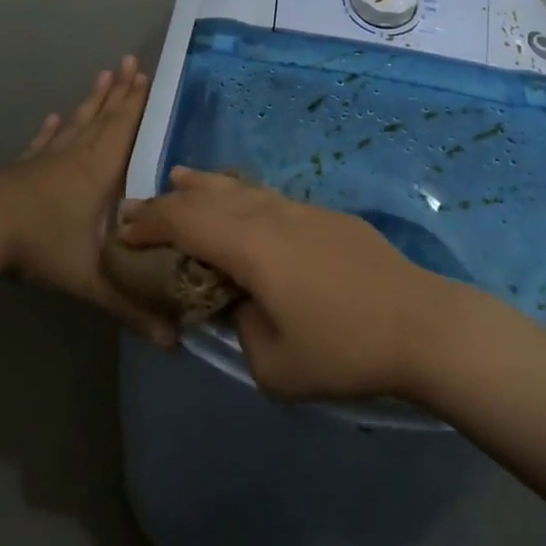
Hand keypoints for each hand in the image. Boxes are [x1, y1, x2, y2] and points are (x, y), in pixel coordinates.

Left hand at [0, 57, 177, 345]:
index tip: (149, 76)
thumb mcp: (91, 280)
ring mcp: (47, 158)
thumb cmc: (42, 246)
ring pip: (77, 121)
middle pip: (104, 117)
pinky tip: (56, 115)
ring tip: (105, 75)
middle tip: (133, 62)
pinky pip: (45, 140)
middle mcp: (77, 155)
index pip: (125, 129)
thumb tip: (173, 342)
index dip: (139, 104)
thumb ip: (130, 307)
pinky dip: (54, 127)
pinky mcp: (24, 166)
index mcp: (99, 172)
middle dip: (122, 91)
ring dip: (93, 100)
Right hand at [117, 168, 461, 398]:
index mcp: (251, 246)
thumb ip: (241, 329)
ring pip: (241, 187)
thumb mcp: (275, 366)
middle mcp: (271, 216)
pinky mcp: (327, 216)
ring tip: (182, 180)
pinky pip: (269, 197)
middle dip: (170, 199)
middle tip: (141, 206)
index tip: (123, 231)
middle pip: (209, 194)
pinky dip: (240, 195)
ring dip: (206, 185)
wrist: (422, 325)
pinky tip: (241, 203)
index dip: (149, 222)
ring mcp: (303, 210)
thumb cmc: (344, 350)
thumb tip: (239, 304)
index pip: (185, 220)